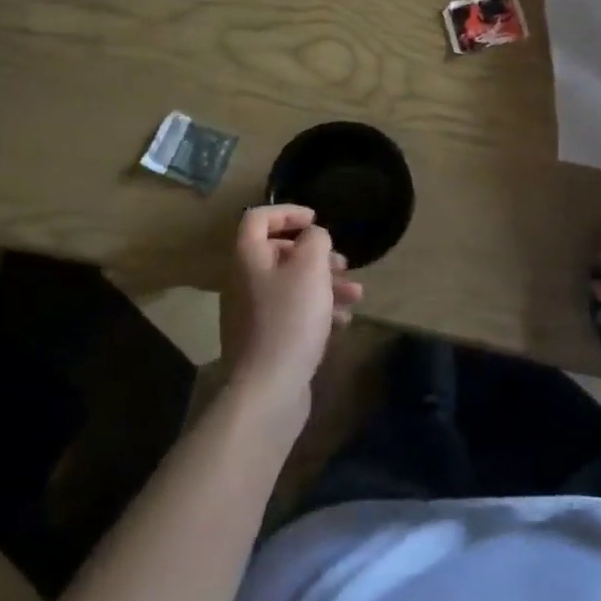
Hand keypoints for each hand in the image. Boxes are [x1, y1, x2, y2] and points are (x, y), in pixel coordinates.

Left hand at [221, 206, 362, 410]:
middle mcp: (246, 281)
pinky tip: (342, 322)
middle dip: (316, 255)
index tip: (316, 218)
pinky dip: (318, 311)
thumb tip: (314, 236)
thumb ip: (315, 241)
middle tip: (342, 263)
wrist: (269, 389)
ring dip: (325, 284)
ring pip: (292, 285)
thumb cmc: (290, 319)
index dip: (287, 211)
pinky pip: (293, 313)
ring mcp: (254, 313)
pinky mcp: (267, 340)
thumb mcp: (310, 268)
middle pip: (280, 253)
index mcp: (249, 258)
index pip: (258, 218)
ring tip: (355, 294)